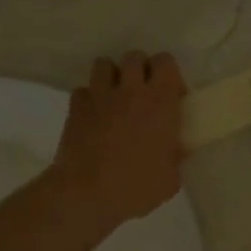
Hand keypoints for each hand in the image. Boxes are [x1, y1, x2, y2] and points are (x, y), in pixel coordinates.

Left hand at [50, 53, 186, 234]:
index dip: (168, 75)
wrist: (87, 194)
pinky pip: (83, 90)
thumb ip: (175, 157)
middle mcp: (130, 90)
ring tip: (116, 99)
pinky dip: (89, 99)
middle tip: (143, 95)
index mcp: (160, 102)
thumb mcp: (170, 179)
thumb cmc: (136, 187)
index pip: (166, 62)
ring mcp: (99, 96)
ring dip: (112, 77)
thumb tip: (174, 150)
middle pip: (135, 56)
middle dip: (140, 70)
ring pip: (104, 64)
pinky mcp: (75, 108)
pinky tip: (93, 117)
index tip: (171, 97)